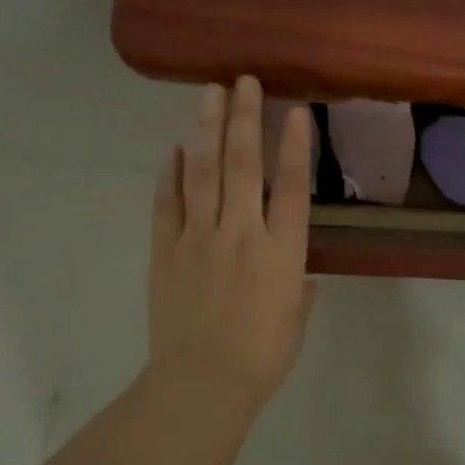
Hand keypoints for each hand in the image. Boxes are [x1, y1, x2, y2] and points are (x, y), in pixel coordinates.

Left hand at [149, 76, 316, 418]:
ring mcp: (199, 237)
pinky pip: (167, 203)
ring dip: (206, 129)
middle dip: (245, 117)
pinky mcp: (166, 250)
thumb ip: (299, 290)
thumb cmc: (262, 357)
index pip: (290, 185)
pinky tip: (173, 150)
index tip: (294, 110)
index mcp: (281, 249)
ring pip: (203, 171)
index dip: (294, 144)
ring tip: (209, 94)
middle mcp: (240, 231)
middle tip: (243, 81)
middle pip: (243, 163)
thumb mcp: (295, 321)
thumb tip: (298, 276)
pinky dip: (170, 174)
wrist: (202, 383)